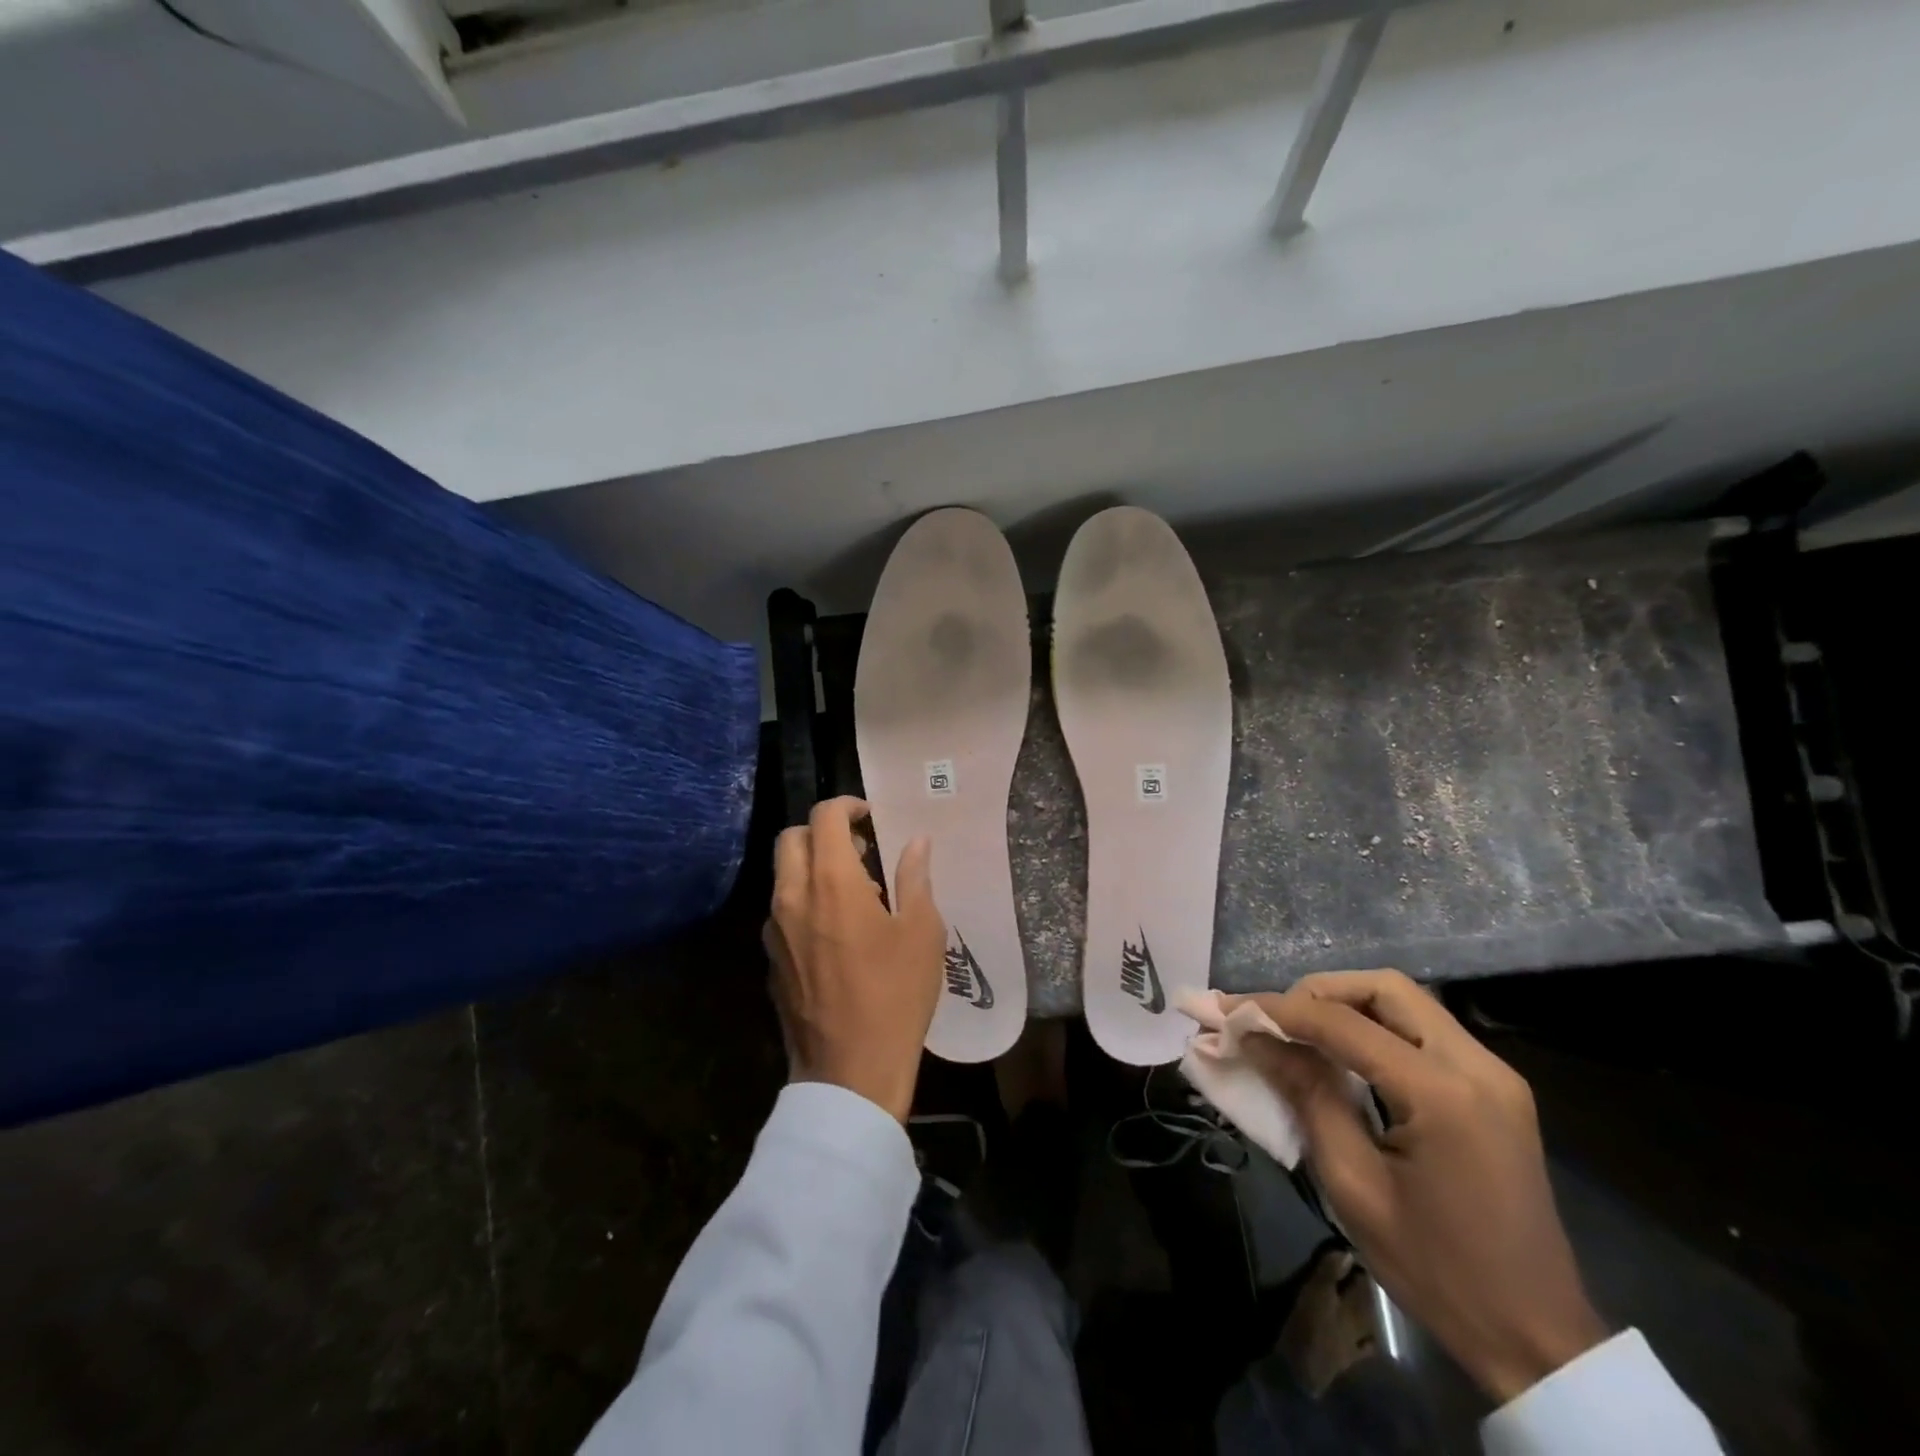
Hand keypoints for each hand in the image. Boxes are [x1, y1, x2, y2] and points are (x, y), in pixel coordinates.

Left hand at [764, 797, 943, 1122]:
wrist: (849, 1071)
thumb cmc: (895, 995)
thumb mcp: (921, 933)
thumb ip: (915, 878)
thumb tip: (917, 842)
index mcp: (831, 882)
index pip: (824, 817)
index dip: (847, 806)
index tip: (870, 817)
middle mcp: (792, 897)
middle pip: (791, 838)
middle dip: (822, 832)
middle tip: (859, 851)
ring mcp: (774, 930)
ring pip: (783, 875)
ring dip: (812, 867)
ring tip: (854, 895)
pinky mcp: (770, 960)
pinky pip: (782, 911)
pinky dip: (804, 902)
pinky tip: (835, 934)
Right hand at [1228, 971, 1606, 1402]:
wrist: (1537, 1338)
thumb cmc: (1436, 1269)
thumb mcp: (1354, 1184)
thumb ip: (1306, 1095)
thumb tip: (1255, 1038)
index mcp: (1444, 1094)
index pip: (1344, 1022)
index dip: (1279, 1009)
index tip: (1229, 1009)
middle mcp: (1478, 1066)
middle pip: (1385, 988)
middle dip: (1320, 993)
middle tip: (1274, 1019)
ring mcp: (1494, 1075)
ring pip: (1406, 1002)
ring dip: (1347, 1006)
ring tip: (1300, 1032)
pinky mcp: (1496, 1089)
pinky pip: (1424, 1031)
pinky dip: (1375, 1027)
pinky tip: (1344, 1053)